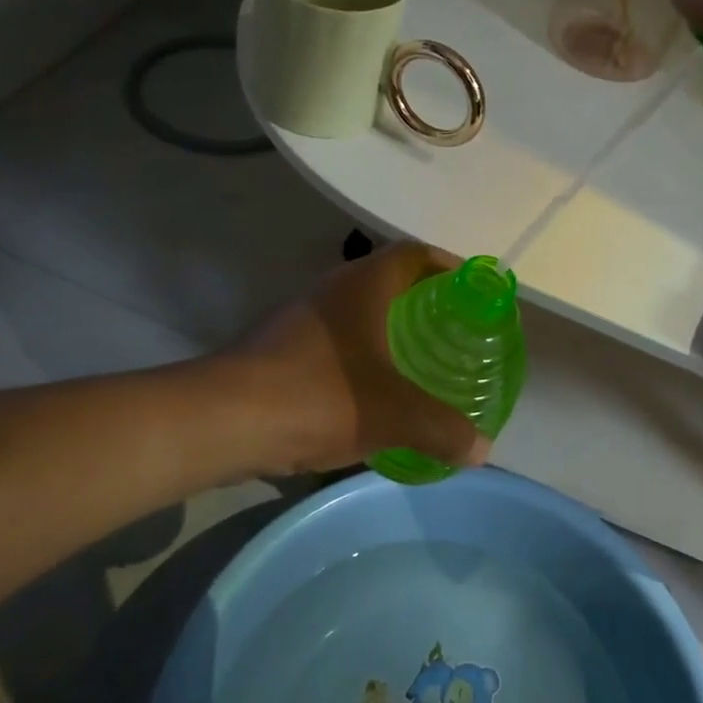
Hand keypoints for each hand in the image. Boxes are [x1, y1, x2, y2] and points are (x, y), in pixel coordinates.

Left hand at [226, 242, 488, 474]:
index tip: (470, 291)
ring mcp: (299, 315)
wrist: (221, 420)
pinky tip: (369, 388)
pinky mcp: (277, 345)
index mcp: (363, 284)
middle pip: (386, 278)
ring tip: (416, 359)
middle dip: (421, 300)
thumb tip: (481, 448)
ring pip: (356, 310)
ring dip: (386, 327)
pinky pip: (332, 338)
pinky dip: (358, 353)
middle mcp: (331, 288)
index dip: (447, 265)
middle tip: (451, 330)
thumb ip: (442, 429)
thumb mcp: (392, 416)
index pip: (414, 253)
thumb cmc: (318, 396)